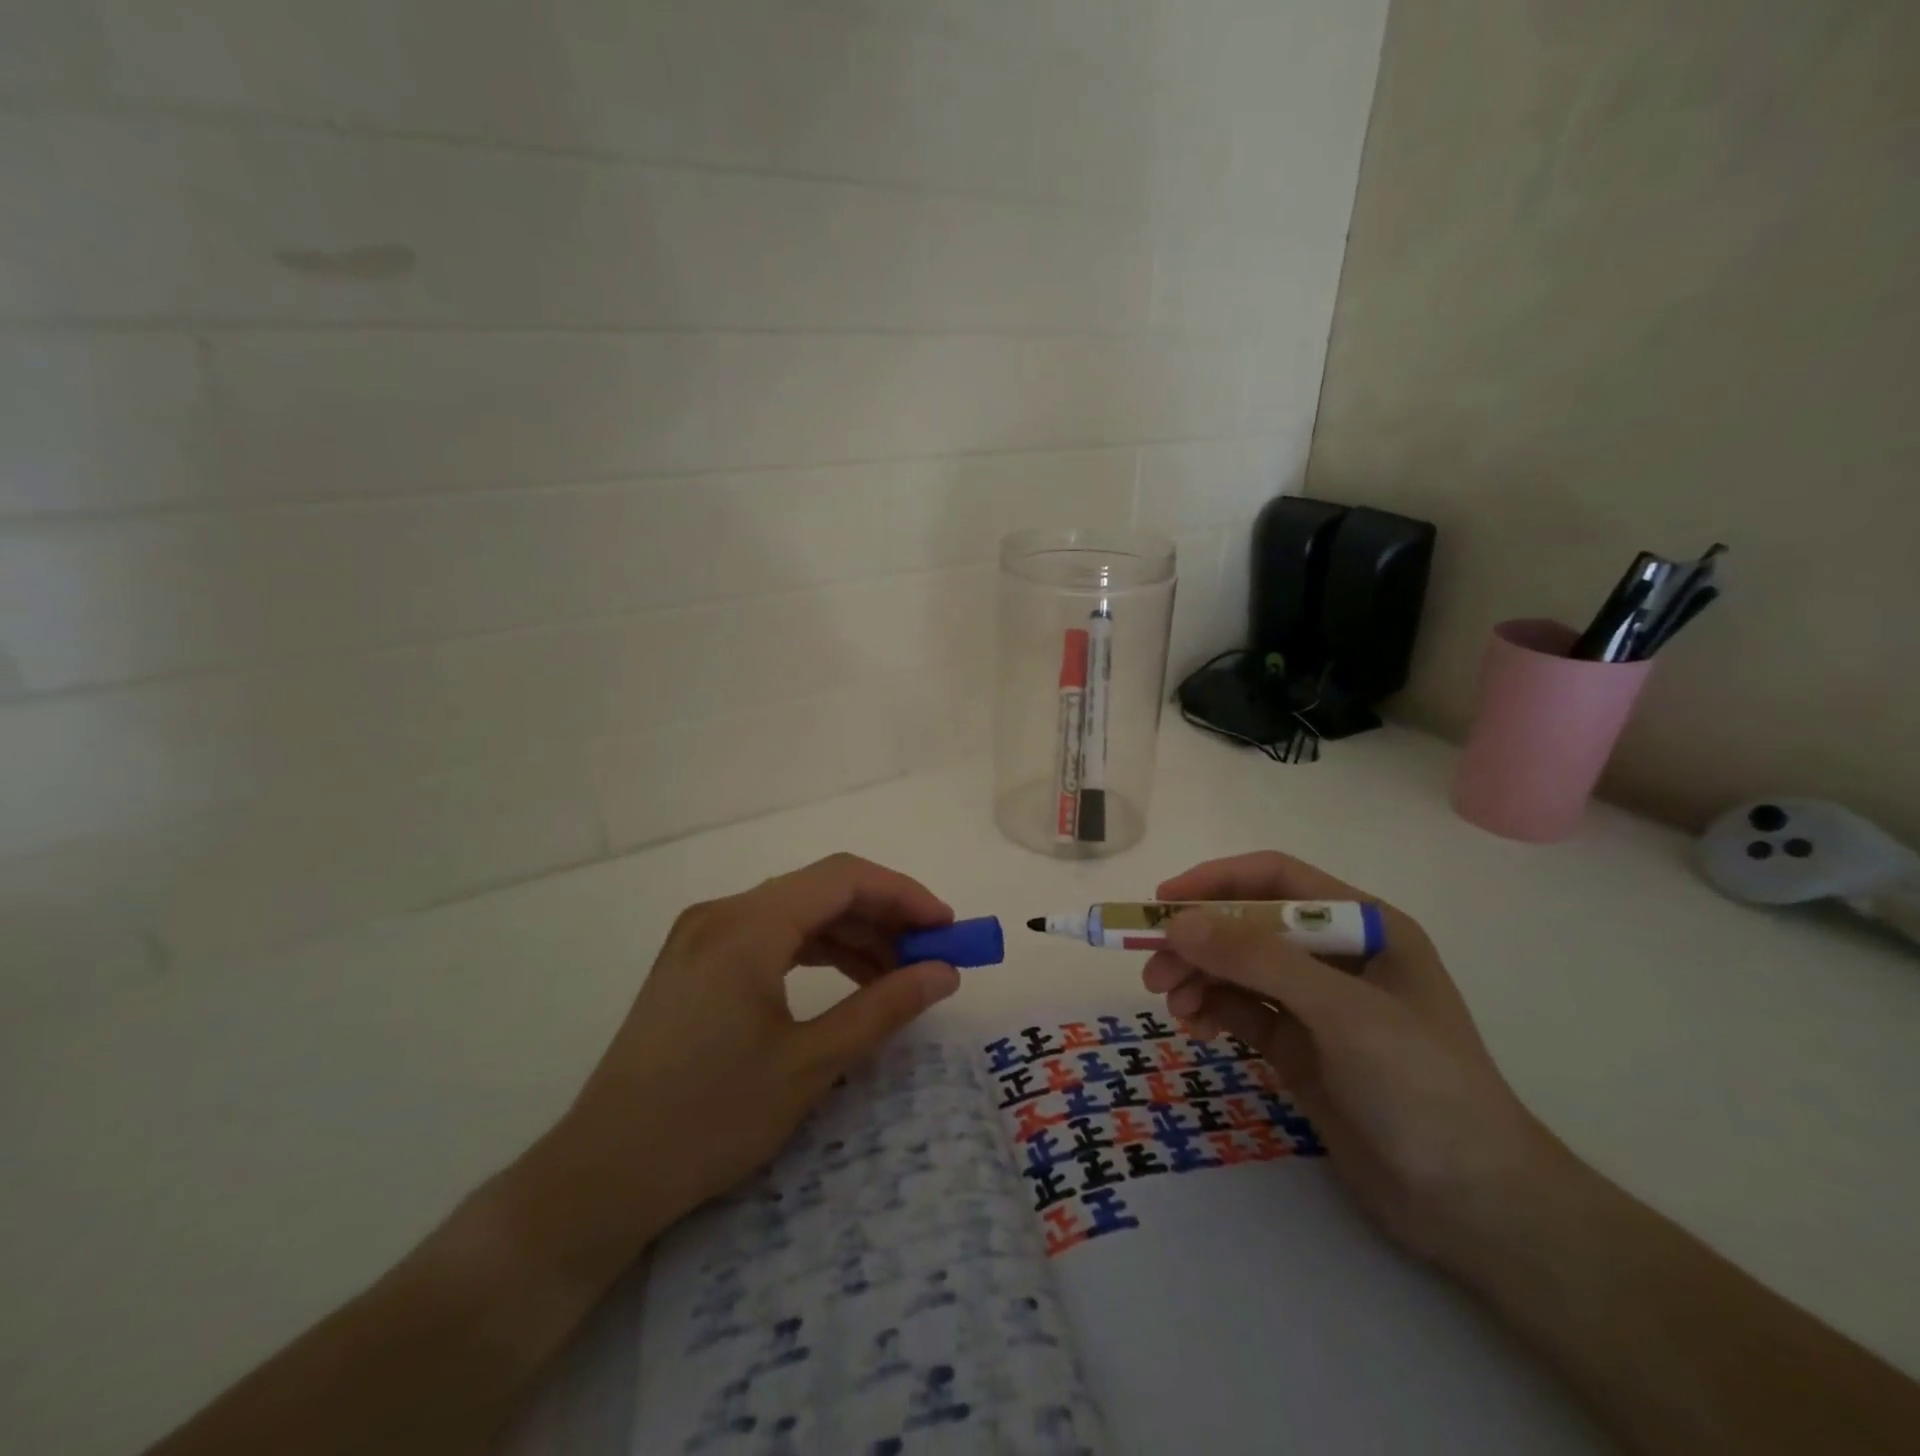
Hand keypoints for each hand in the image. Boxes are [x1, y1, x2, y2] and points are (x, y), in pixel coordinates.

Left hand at [540, 853, 960, 1251]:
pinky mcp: (693, 963)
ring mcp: (702, 936)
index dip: (904, 895)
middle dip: (882, 917)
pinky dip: (815, 952)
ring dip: (851, 936)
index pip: (844, 878)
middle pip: (820, 890)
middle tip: (929, 956)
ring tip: (896, 976)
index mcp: (749, 924)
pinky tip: (846, 983)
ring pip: (796, 913)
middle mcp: (723, 913)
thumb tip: (944, 972)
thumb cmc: (711, 1118)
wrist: (602, 1177)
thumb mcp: (811, 1063)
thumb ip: (885, 1007)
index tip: (947, 929)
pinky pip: (769, 937)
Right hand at [1143, 851, 1566, 1267]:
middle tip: (1152, 970)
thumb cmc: (1422, 1088)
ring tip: (1170, 1005)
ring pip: (1237, 969)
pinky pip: (1241, 1011)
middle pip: (1247, 926)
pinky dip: (1211, 1011)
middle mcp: (1336, 956)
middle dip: (1198, 942)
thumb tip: (1177, 923)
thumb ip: (1259, 961)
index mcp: (1363, 925)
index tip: (1162, 903)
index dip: (1216, 882)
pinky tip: (1193, 1028)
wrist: (1474, 1207)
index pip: (1275, 881)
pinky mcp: (1299, 1046)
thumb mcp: (1342, 1013)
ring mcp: (1316, 1003)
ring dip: (1198, 978)